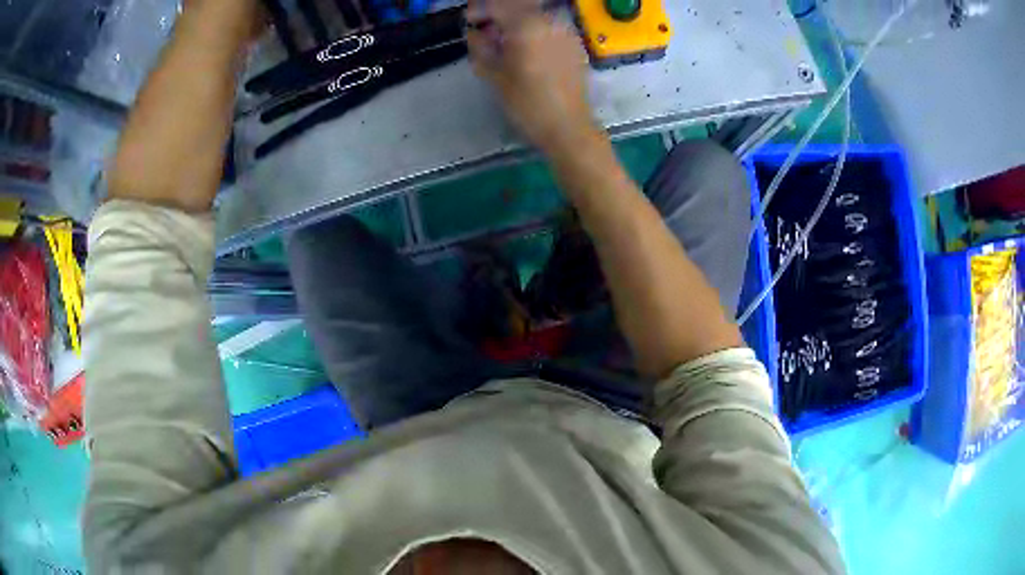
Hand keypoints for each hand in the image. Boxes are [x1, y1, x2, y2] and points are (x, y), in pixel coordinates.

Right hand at [466, 0, 598, 156]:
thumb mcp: (493, 75)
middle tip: (485, 27)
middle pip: (518, 4)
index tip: (469, 21)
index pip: (497, 4)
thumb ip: (479, 46)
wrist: (568, 127)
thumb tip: (474, 32)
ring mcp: (565, 30)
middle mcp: (549, 20)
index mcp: (526, 25)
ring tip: (503, 38)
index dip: (479, 9)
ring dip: (515, 19)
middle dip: (498, 11)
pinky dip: (532, 27)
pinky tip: (524, 45)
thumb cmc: (527, 104)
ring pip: (535, 12)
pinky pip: (548, 24)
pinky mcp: (574, 42)